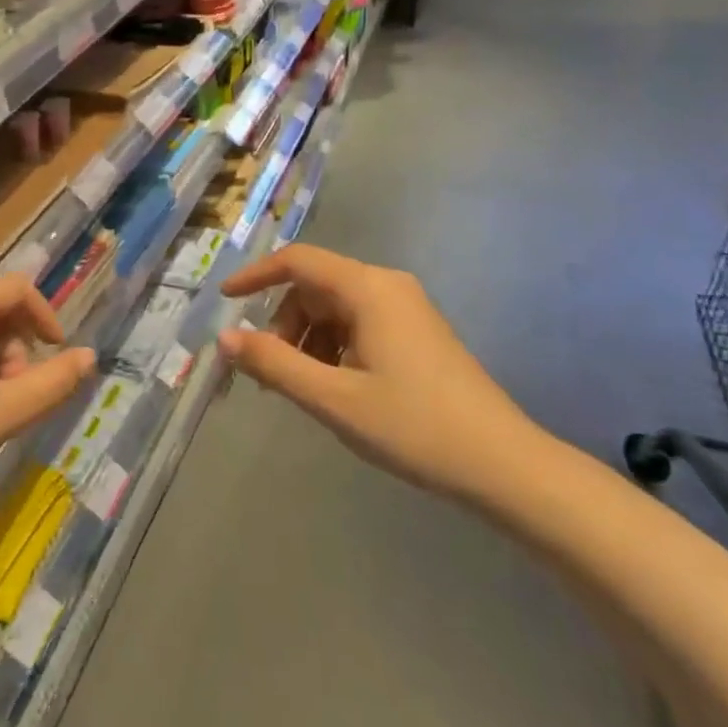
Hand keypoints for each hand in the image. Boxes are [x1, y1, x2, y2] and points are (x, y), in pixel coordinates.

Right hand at [217, 244, 547, 501]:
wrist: (503, 465)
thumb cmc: (413, 427)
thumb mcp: (333, 398)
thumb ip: (274, 364)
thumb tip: (224, 338)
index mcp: (368, 289)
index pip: (297, 261)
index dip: (255, 276)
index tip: (224, 301)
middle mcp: (387, 286)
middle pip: (315, 288)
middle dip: (283, 324)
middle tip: (269, 372)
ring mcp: (406, 309)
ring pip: (335, 309)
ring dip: (306, 341)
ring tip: (300, 388)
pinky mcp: (416, 333)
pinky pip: (358, 325)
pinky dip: (332, 348)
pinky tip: (334, 388)